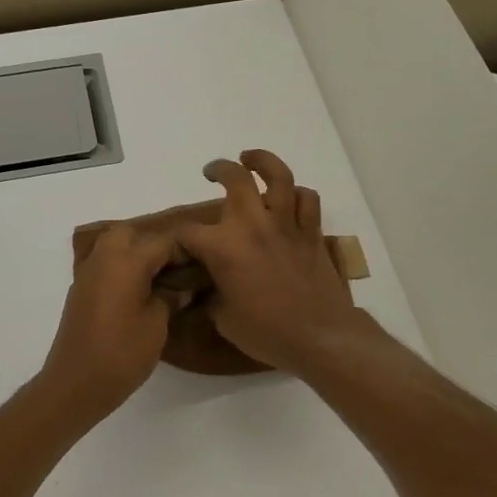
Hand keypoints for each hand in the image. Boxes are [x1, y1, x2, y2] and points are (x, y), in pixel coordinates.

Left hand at [38, 224, 179, 414]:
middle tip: (176, 269)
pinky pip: (104, 265)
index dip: (186, 249)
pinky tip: (139, 292)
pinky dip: (122, 268)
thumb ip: (171, 297)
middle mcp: (103, 259)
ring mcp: (88, 274)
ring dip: (136, 254)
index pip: (163, 241)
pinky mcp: (81, 291)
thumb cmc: (122, 354)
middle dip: (155, 244)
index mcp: (125, 261)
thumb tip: (181, 286)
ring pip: (113, 246)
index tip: (204, 263)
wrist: (76, 384)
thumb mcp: (157, 324)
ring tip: (160, 280)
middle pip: (131, 234)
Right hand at [177, 150, 370, 375]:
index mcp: (223, 247)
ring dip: (262, 162)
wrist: (319, 337)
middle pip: (235, 178)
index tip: (177, 246)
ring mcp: (286, 225)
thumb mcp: (223, 318)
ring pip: (278, 177)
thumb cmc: (266, 332)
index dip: (177, 238)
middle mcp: (253, 225)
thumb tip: (203, 289)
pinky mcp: (311, 233)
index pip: (188, 232)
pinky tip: (289, 197)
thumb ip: (210, 295)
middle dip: (219, 170)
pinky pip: (307, 200)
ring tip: (251, 160)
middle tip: (212, 173)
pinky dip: (298, 194)